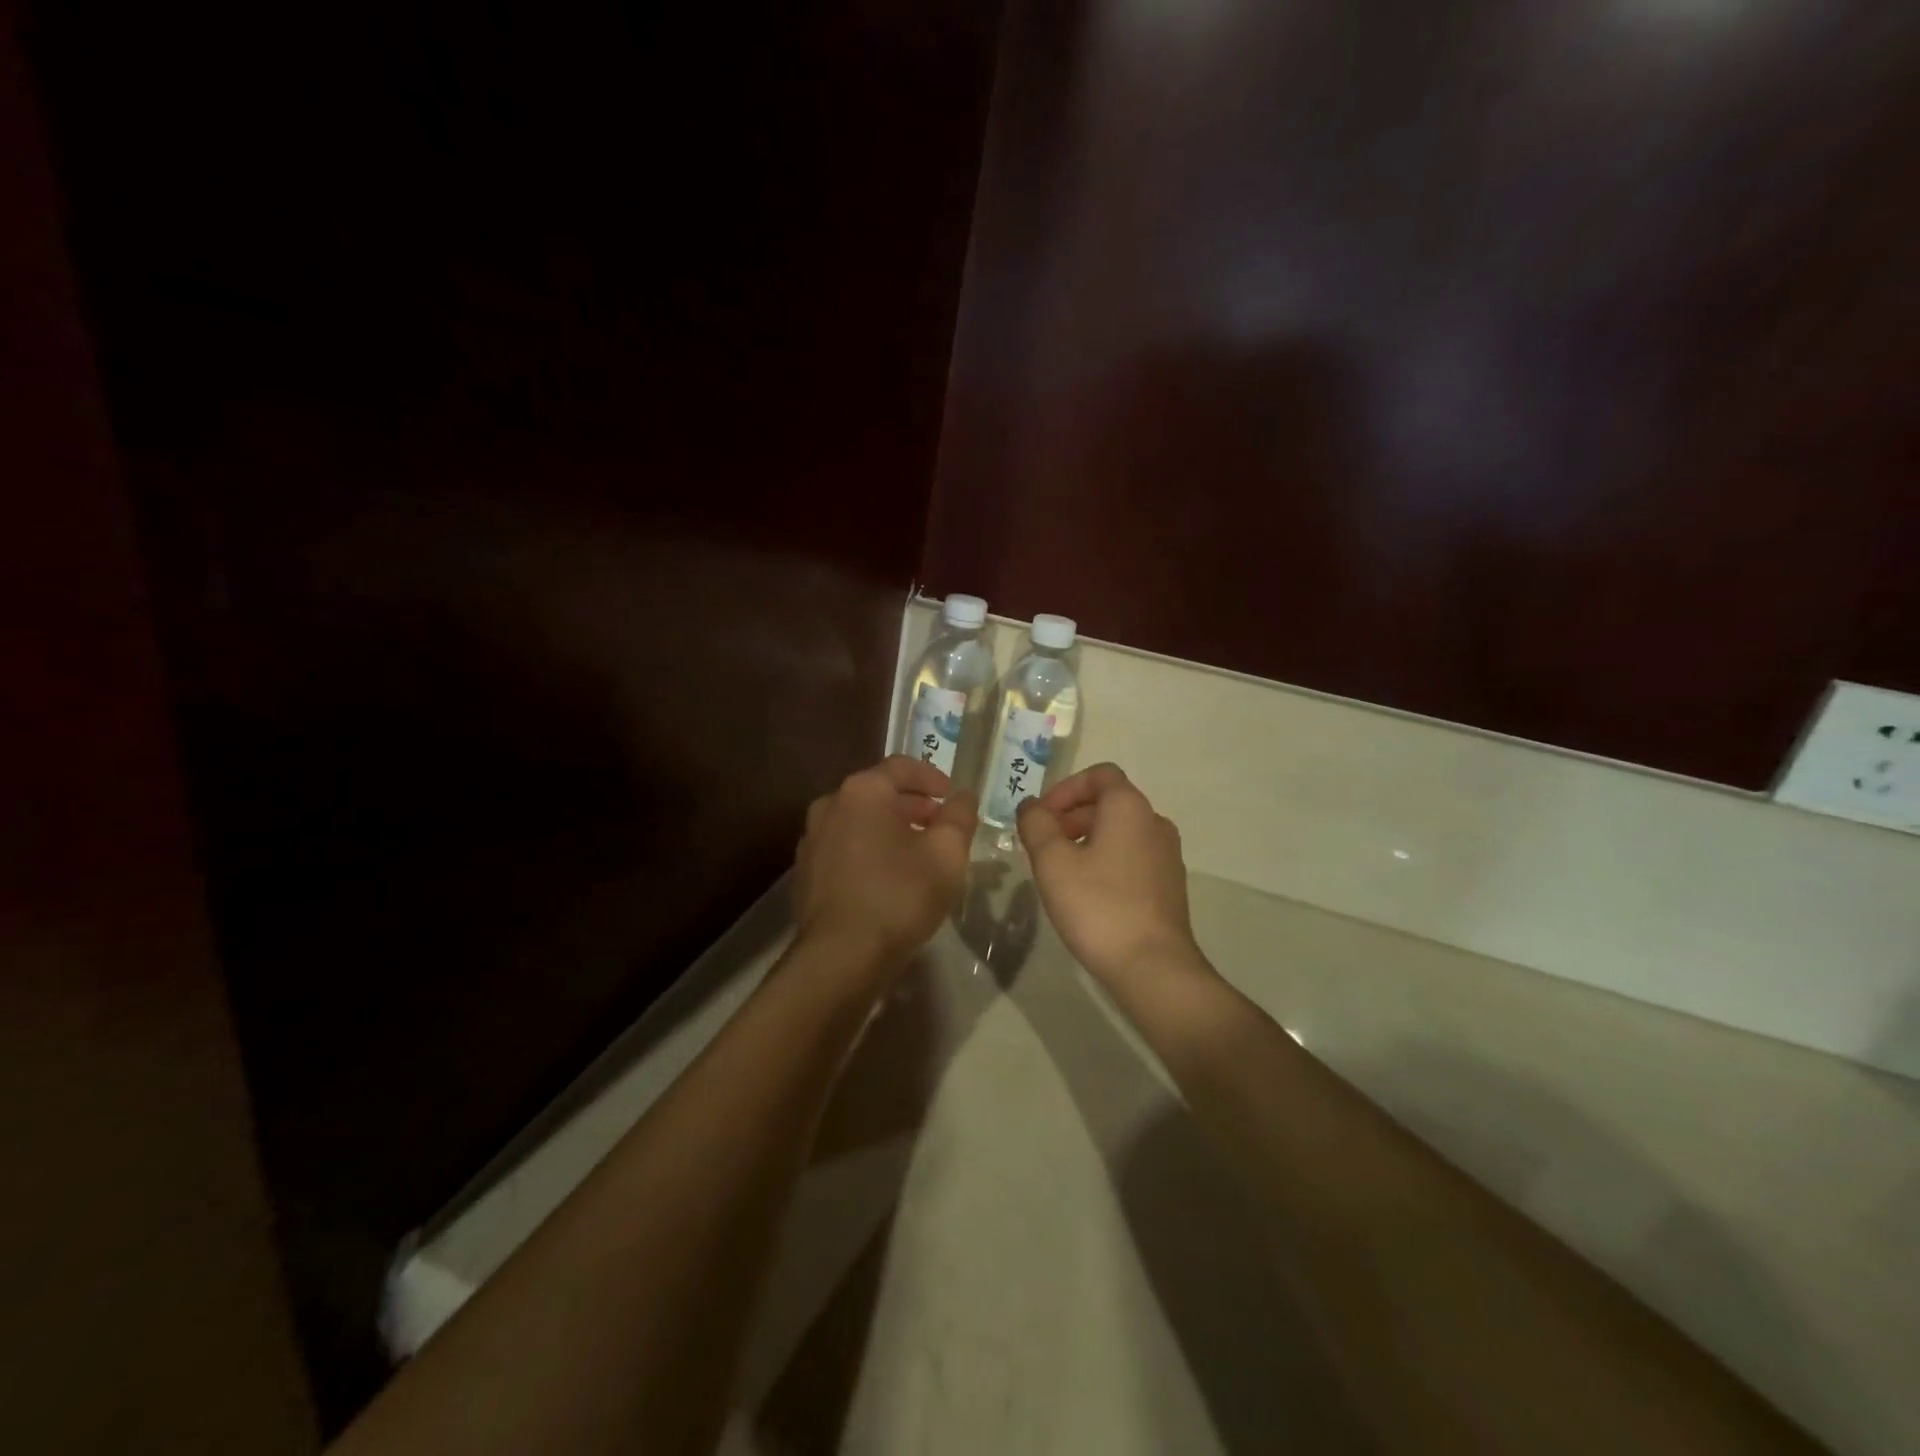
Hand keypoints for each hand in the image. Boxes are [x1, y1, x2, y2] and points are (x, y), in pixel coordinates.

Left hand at [794, 756, 976, 972]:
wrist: (840, 957)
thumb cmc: (899, 895)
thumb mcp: (947, 854)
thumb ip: (959, 817)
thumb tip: (963, 797)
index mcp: (862, 792)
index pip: (902, 766)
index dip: (932, 777)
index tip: (952, 796)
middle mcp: (830, 806)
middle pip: (878, 793)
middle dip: (913, 806)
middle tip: (941, 826)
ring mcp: (812, 840)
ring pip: (860, 822)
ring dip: (891, 829)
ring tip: (919, 854)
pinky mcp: (806, 872)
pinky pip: (845, 848)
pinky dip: (869, 851)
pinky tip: (889, 878)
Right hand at [1017, 764, 1205, 986]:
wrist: (1153, 967)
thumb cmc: (1098, 906)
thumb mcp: (1053, 862)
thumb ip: (1036, 825)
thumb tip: (1030, 805)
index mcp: (1130, 808)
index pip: (1099, 775)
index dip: (1065, 789)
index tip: (1041, 816)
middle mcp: (1155, 823)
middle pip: (1109, 802)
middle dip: (1071, 815)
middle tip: (1042, 843)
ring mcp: (1167, 856)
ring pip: (1120, 831)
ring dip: (1086, 839)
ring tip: (1059, 869)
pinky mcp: (1169, 885)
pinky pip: (1132, 857)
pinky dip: (1106, 859)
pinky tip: (1086, 892)